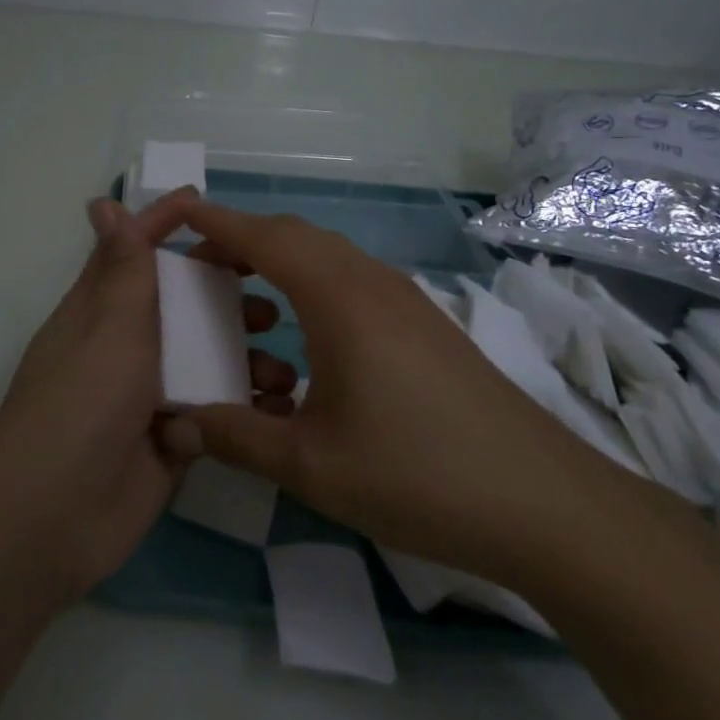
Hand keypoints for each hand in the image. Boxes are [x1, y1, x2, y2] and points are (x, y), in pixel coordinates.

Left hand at [0, 192, 290, 600]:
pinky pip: (214, 412)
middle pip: (182, 305)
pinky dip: (243, 408)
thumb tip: (102, 202)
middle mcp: (127, 345)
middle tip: (272, 302)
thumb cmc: (82, 403)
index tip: (204, 201)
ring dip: (244, 358)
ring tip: (282, 369)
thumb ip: (122, 268)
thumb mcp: (108, 326)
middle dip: (225, 297)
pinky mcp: (171, 438)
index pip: (135, 252)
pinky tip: (279, 412)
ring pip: (205, 359)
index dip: (164, 223)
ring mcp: (149, 394)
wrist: (54, 517)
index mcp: (102, 309)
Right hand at [162, 194, 651, 585]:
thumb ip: (234, 437)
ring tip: (247, 308)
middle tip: (201, 272)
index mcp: (338, 299)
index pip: (264, 237)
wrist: (545, 504)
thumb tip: (174, 426)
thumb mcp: (310, 464)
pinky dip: (313, 291)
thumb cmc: (417, 474)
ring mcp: (405, 301)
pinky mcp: (425, 326)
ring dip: (280, 266)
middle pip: (295, 236)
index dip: (216, 222)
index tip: (176, 215)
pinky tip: (306, 345)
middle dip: (242, 242)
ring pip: (327, 259)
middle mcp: (371, 282)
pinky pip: (353, 284)